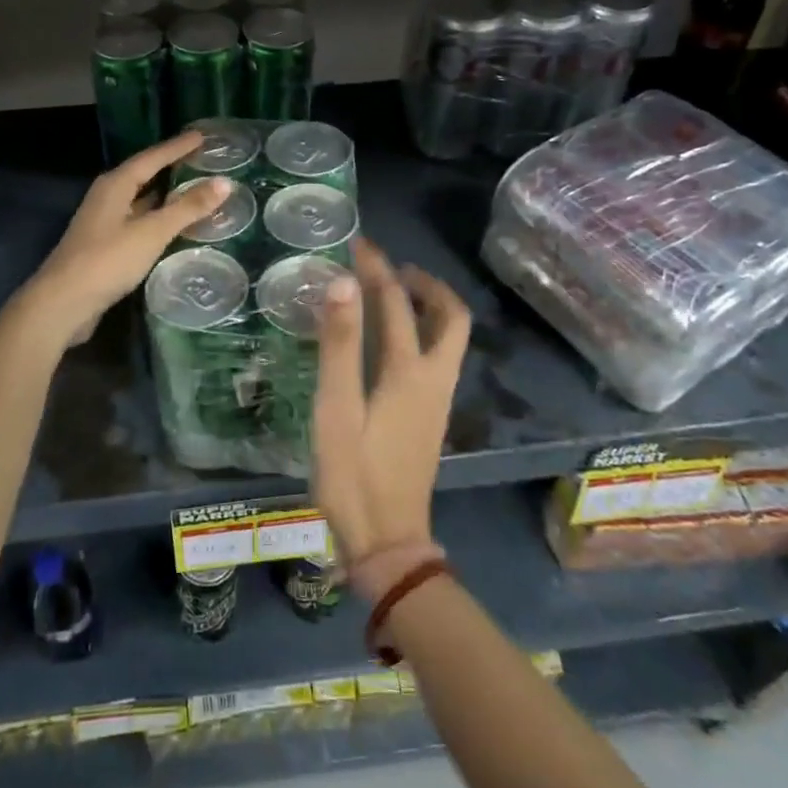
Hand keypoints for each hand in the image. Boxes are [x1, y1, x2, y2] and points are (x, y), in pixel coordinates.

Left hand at [24, 132, 228, 344]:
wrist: (63, 303)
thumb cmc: (108, 260)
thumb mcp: (152, 232)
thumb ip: (188, 207)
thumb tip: (225, 182)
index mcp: (115, 185)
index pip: (152, 157)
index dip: (178, 147)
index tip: (202, 136)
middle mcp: (107, 197)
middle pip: (144, 175)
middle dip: (172, 167)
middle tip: (202, 160)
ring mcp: (103, 222)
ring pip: (141, 200)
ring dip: (166, 195)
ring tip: (195, 190)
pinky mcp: (104, 246)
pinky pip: (138, 222)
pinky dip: (158, 219)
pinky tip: (174, 227)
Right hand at [313, 238, 470, 570]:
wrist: (387, 543)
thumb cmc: (354, 475)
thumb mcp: (337, 408)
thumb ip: (340, 345)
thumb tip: (343, 282)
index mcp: (410, 372)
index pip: (398, 303)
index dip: (378, 268)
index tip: (358, 244)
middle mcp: (434, 379)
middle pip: (451, 317)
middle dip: (425, 284)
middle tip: (391, 268)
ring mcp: (437, 400)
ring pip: (450, 338)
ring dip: (427, 306)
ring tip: (392, 293)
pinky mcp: (430, 417)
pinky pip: (438, 356)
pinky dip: (423, 331)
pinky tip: (391, 340)